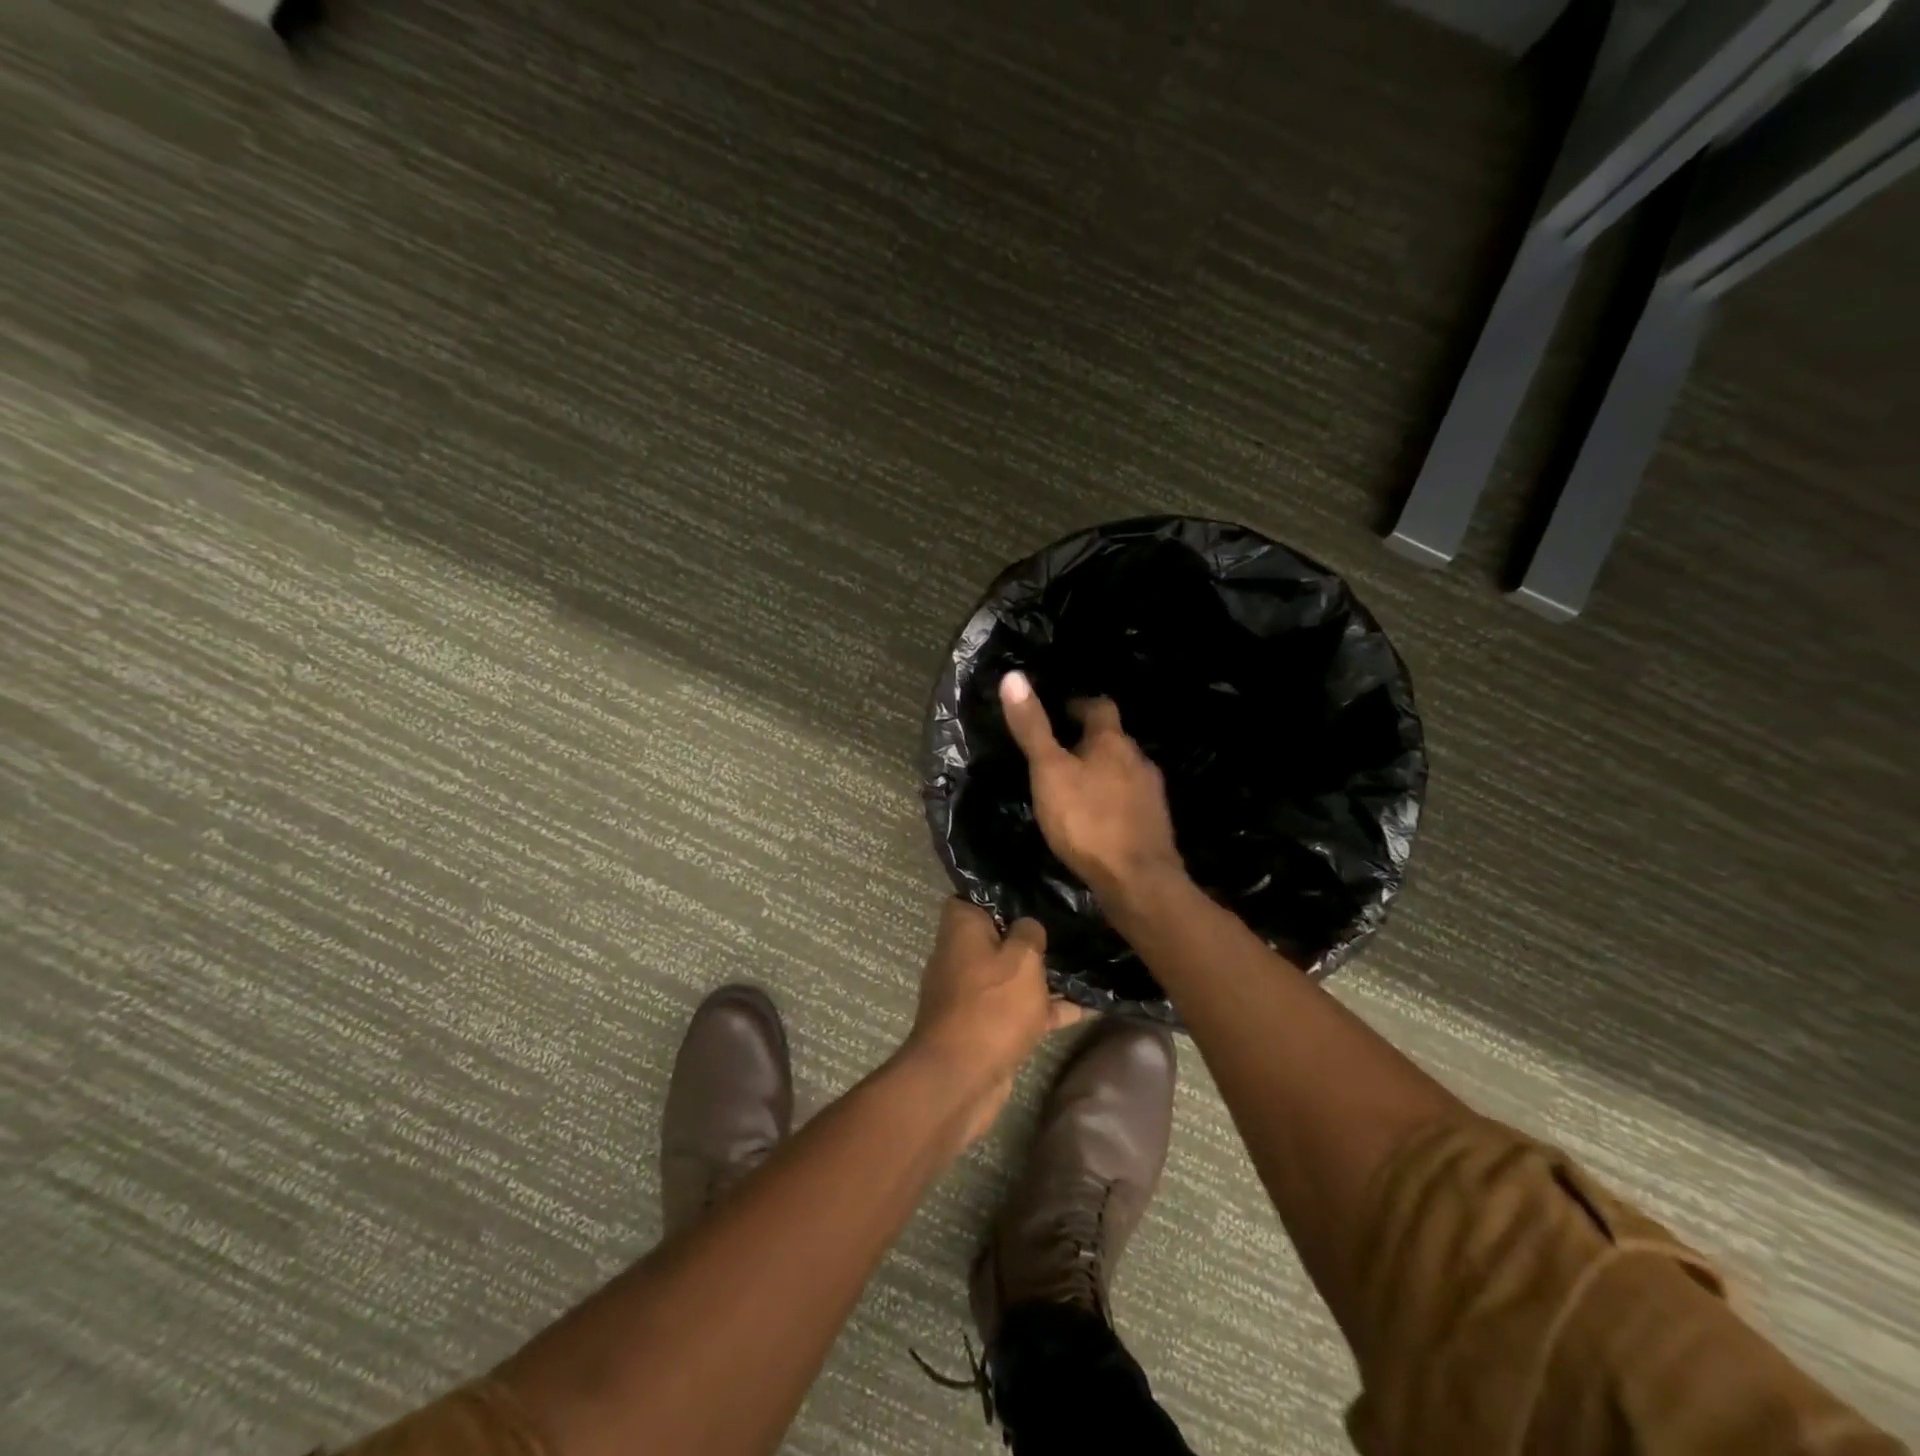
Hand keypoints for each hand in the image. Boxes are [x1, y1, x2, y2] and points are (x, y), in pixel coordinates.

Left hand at [906, 898, 1082, 1143]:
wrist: (962, 1078)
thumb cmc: (992, 1004)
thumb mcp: (1022, 958)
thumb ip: (1030, 933)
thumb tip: (1028, 926)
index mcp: (961, 928)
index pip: (975, 897)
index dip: (1002, 893)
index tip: (1035, 892)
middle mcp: (961, 956)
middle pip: (999, 936)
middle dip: (1031, 935)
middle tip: (1070, 924)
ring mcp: (974, 994)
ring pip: (1013, 975)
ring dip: (1044, 975)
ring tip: (1087, 961)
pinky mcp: (988, 1026)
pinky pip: (1021, 1009)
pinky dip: (1048, 1009)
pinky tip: (1089, 1006)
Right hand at [998, 671, 1185, 903]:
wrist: (1138, 880)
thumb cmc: (1087, 820)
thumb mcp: (1049, 772)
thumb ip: (1033, 728)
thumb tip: (1013, 676)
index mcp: (1112, 741)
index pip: (1100, 706)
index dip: (1080, 705)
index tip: (1062, 712)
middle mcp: (1138, 759)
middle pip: (1114, 739)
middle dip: (1091, 741)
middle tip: (1062, 752)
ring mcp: (1152, 793)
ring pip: (1125, 771)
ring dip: (1104, 772)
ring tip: (1077, 786)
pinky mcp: (1155, 824)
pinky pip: (1131, 800)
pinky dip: (1114, 801)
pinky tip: (1098, 818)